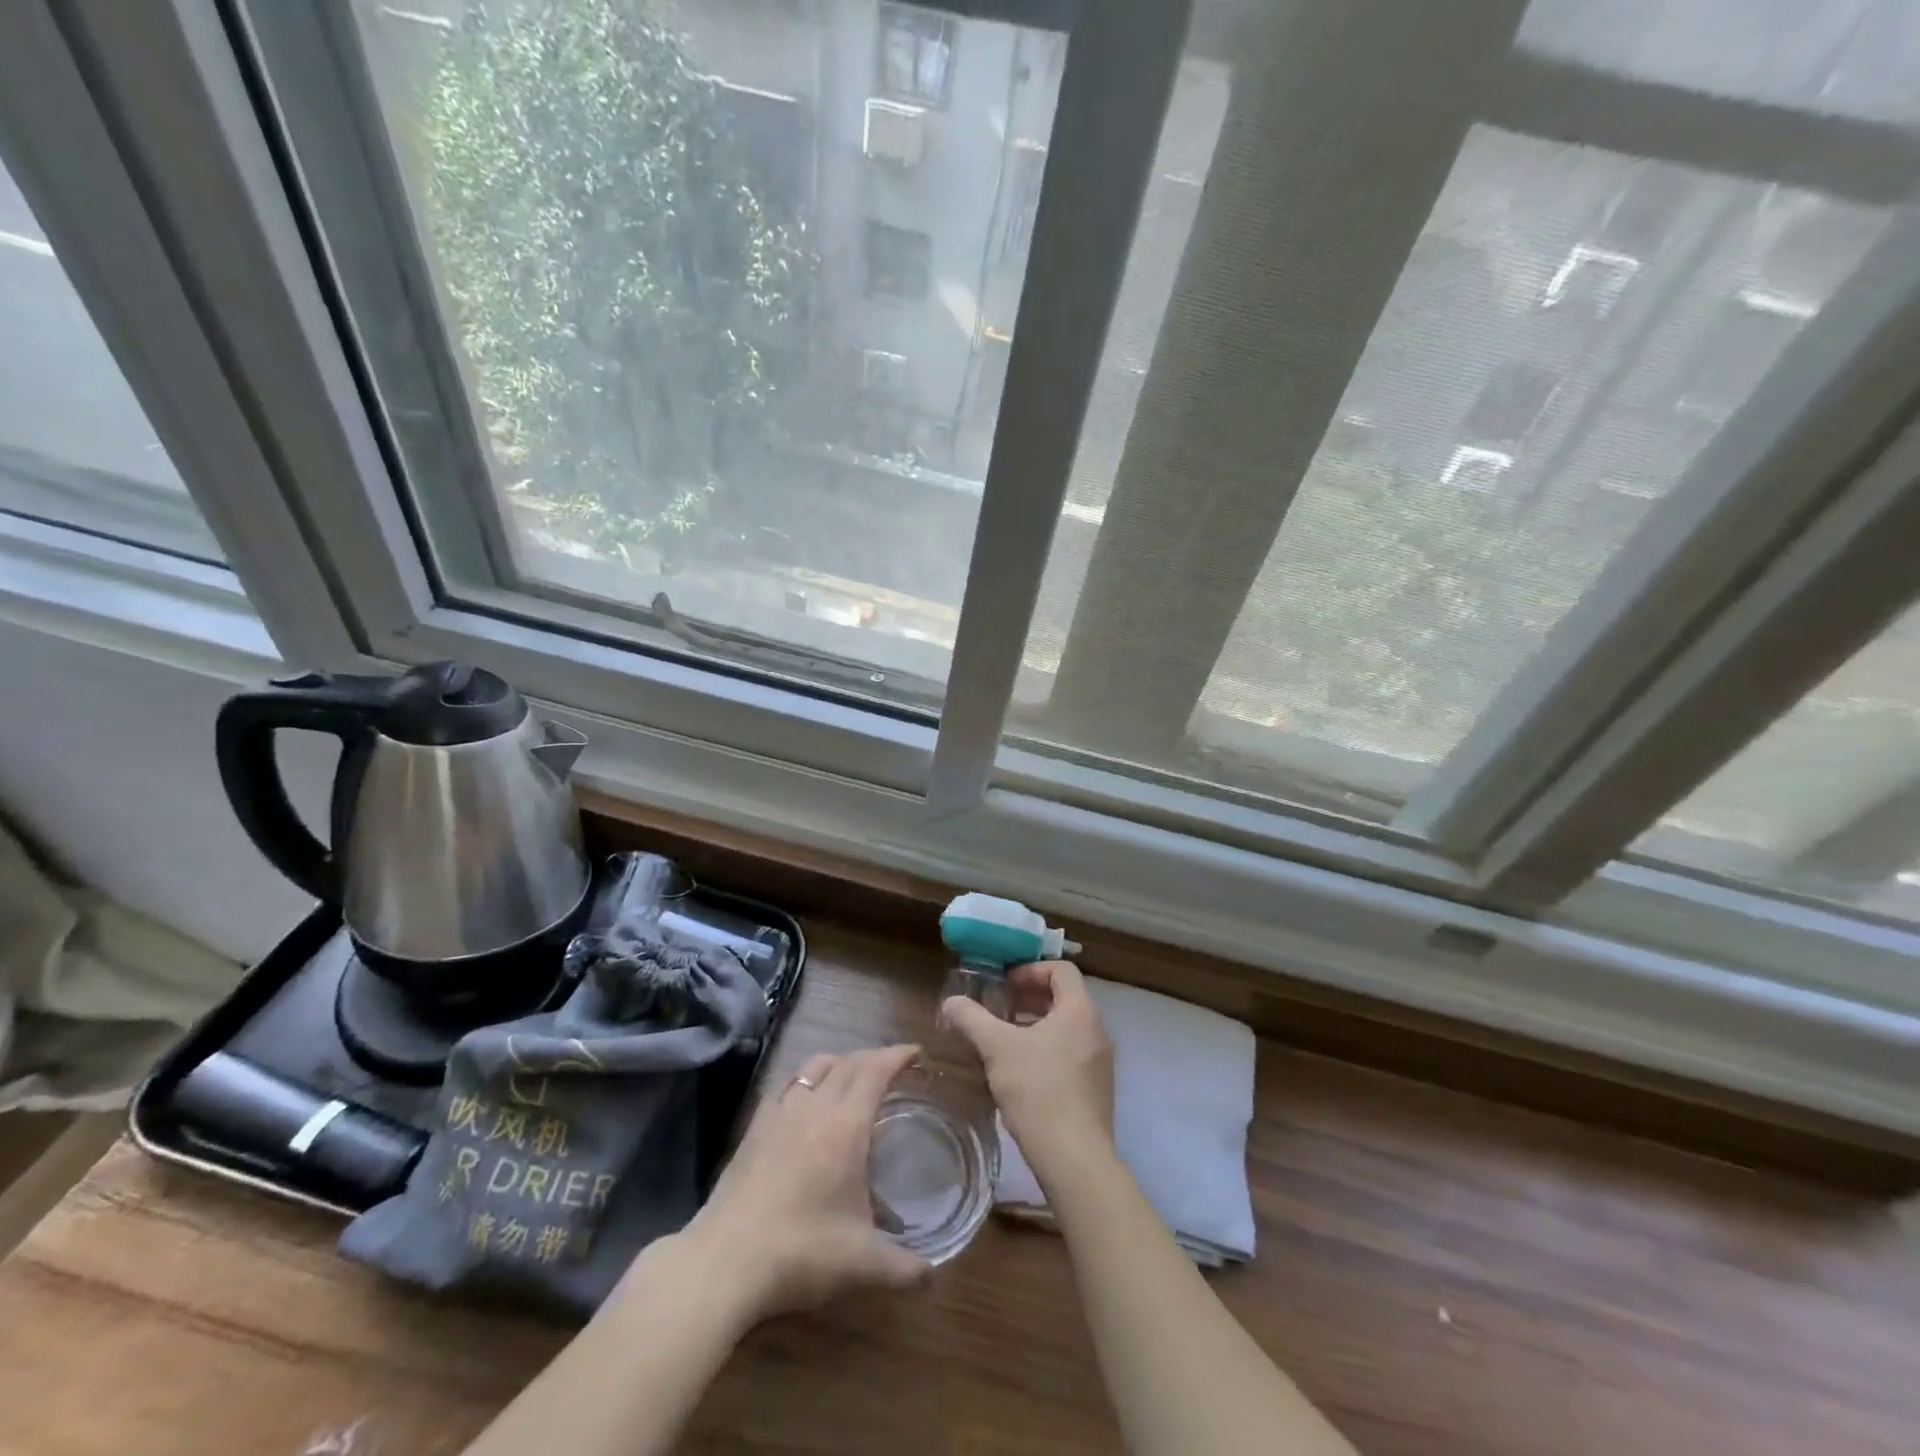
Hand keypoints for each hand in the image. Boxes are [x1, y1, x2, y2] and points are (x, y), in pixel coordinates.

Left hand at [672, 1044, 930, 1323]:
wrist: (724, 1263)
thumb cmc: (800, 1252)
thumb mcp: (860, 1264)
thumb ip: (902, 1267)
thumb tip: (931, 1275)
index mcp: (846, 1125)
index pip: (875, 1071)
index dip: (897, 1056)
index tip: (916, 1053)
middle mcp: (814, 1107)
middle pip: (847, 1063)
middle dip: (873, 1057)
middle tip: (892, 1067)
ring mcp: (779, 1114)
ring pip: (813, 1067)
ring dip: (838, 1063)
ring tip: (850, 1077)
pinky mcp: (753, 1129)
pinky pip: (784, 1087)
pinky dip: (803, 1081)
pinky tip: (804, 1101)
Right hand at [944, 960, 1115, 1192]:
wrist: (1074, 1158)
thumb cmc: (1038, 1089)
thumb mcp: (997, 1048)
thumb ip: (973, 1019)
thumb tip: (951, 1002)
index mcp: (1079, 1011)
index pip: (1062, 970)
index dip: (1031, 970)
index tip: (1005, 984)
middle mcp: (1097, 1030)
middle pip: (1065, 998)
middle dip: (1031, 998)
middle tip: (1000, 1008)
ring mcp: (1100, 1063)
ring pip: (1068, 1029)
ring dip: (1037, 1025)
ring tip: (1005, 1040)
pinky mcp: (1097, 1090)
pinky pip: (1072, 1055)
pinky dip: (1048, 1050)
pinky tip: (1021, 1073)